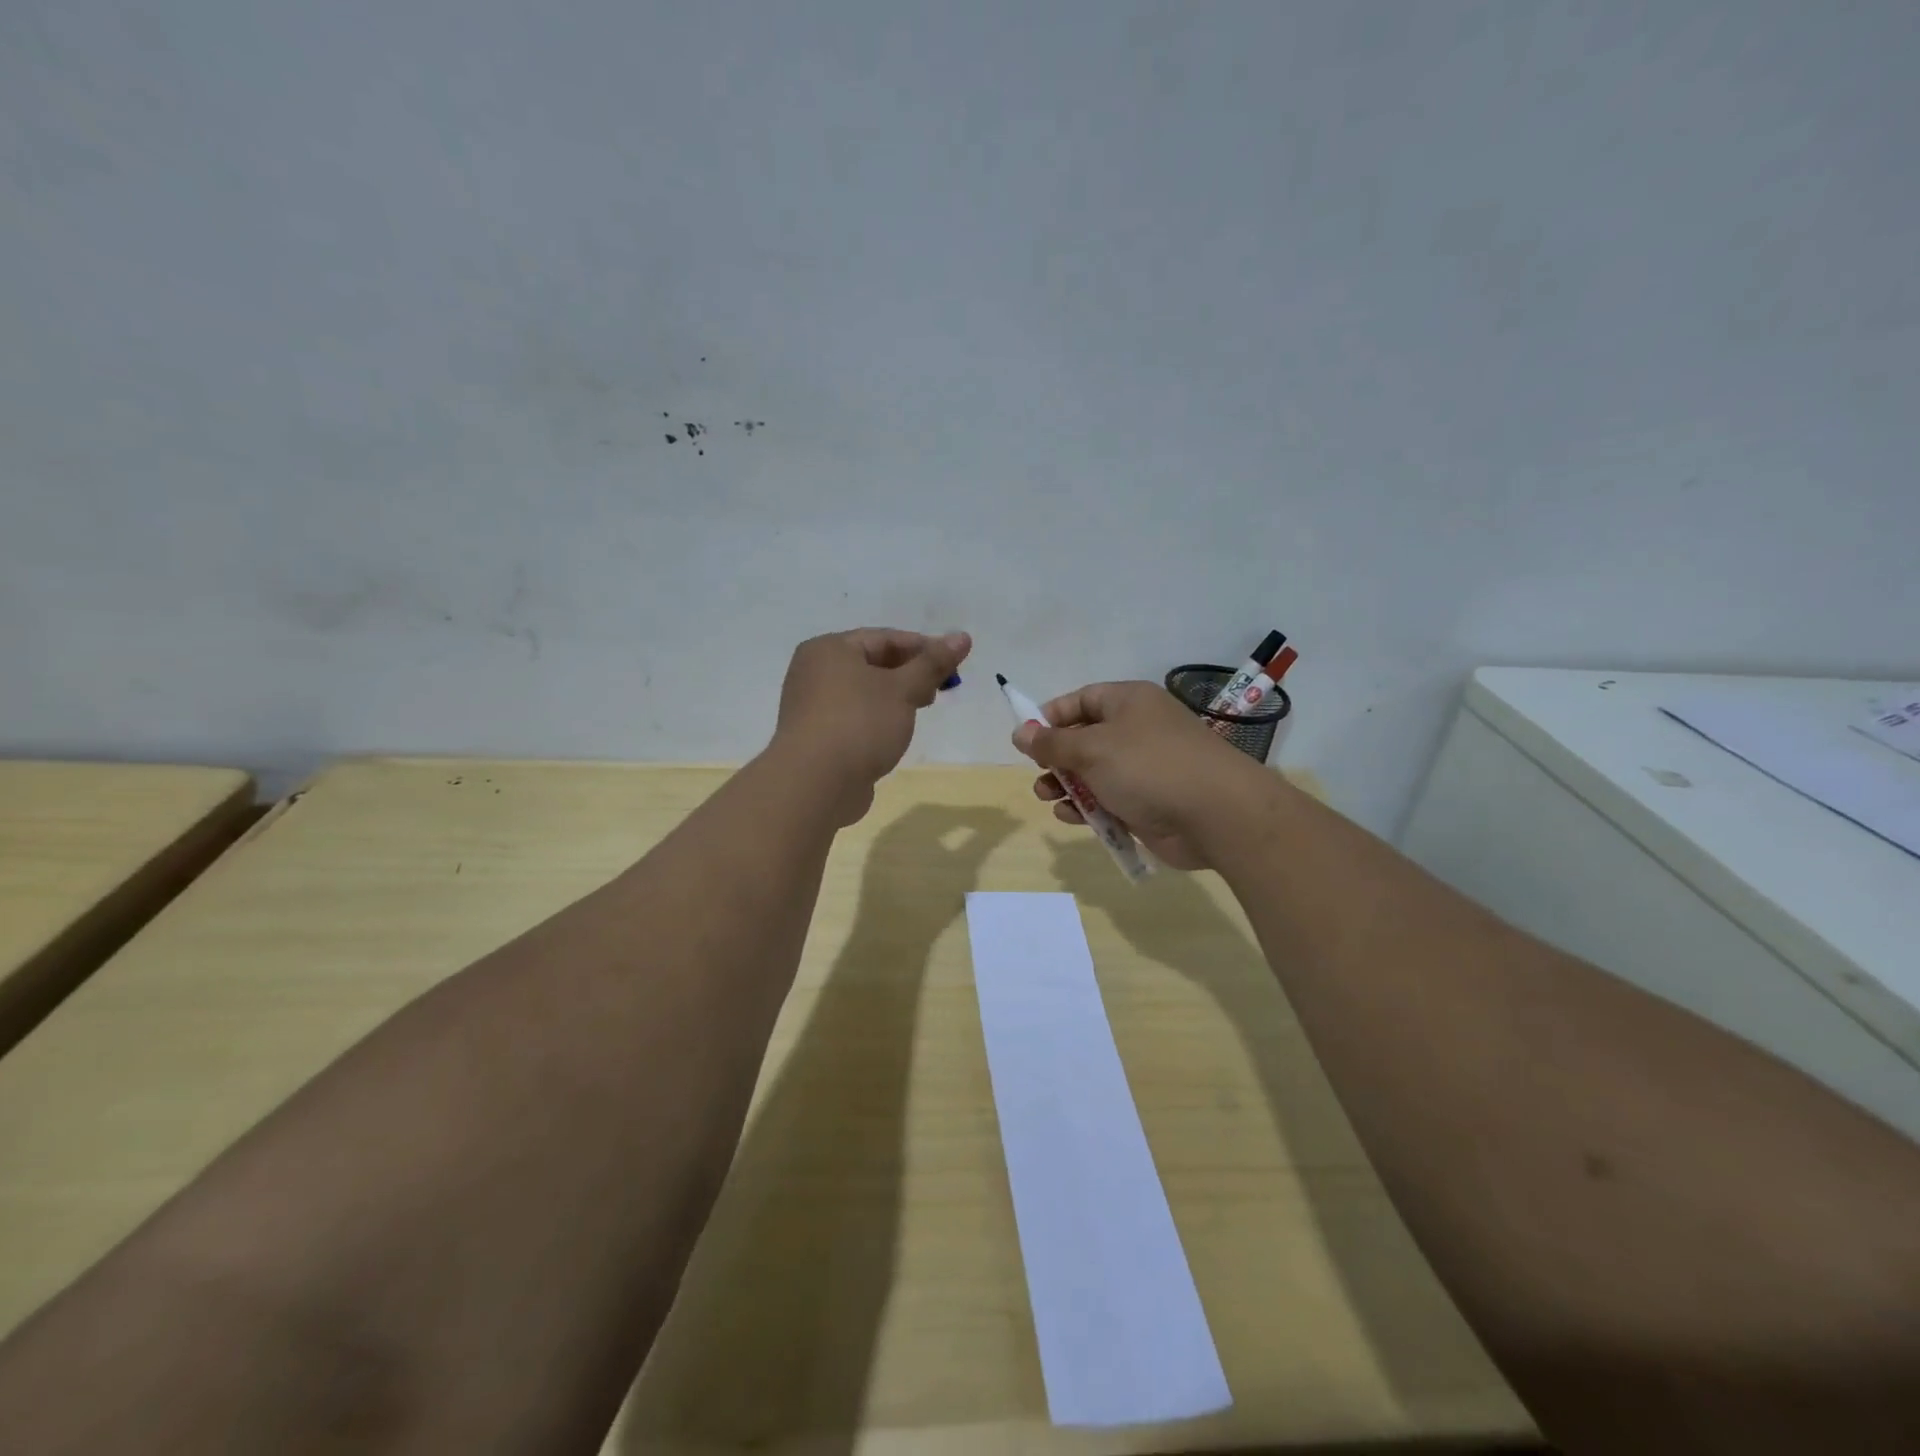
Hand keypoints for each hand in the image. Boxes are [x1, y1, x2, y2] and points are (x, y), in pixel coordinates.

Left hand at [773, 628, 970, 824]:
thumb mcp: (903, 690)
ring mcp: (811, 706)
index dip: (922, 648)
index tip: (953, 663)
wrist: (815, 784)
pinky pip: (853, 717)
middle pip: (872, 663)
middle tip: (940, 689)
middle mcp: (814, 671)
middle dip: (909, 674)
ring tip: (920, 710)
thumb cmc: (860, 724)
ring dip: (894, 698)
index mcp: (829, 649)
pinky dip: (876, 719)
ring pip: (863, 692)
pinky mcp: (816, 737)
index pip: (884, 638)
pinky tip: (893, 735)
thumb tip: (962, 637)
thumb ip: (933, 664)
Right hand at [1012, 681, 1267, 870]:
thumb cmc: (1149, 767)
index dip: (1051, 717)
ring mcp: (1144, 768)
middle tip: (1038, 773)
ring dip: (1066, 785)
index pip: (1081, 700)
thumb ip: (1052, 743)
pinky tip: (1070, 817)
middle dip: (1056, 757)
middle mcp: (1137, 731)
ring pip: (1093, 773)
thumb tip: (1020, 732)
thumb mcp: (1092, 749)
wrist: (1215, 814)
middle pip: (1084, 739)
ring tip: (1046, 796)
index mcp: (1128, 703)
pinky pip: (1108, 800)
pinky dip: (1087, 808)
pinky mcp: (1147, 803)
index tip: (1026, 739)